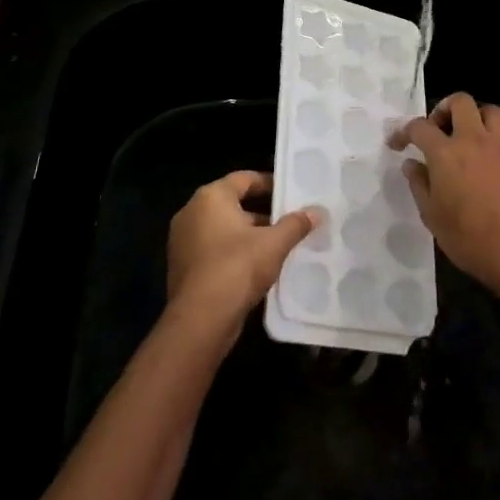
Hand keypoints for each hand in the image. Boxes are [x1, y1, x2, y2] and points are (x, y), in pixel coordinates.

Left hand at [166, 171, 318, 348]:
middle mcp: (192, 212)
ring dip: (249, 234)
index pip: (244, 179)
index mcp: (210, 197)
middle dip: (262, 213)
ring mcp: (183, 240)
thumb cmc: (237, 268)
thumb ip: (295, 224)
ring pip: (223, 228)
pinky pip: (214, 249)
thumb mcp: (274, 244)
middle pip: (233, 203)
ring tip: (278, 245)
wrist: (200, 320)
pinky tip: (257, 267)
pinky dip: (234, 252)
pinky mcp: (183, 266)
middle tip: (289, 221)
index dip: (270, 184)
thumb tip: (316, 212)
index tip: (291, 194)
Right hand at [393, 94, 499, 303]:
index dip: (403, 131)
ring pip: (490, 112)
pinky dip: (490, 143)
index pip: (420, 127)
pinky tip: (484, 168)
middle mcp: (474, 141)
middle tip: (436, 129)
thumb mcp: (432, 216)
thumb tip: (412, 164)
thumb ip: (419, 184)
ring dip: (474, 116)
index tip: (397, 144)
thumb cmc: (468, 238)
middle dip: (443, 108)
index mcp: (446, 153)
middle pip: (461, 102)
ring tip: (465, 138)